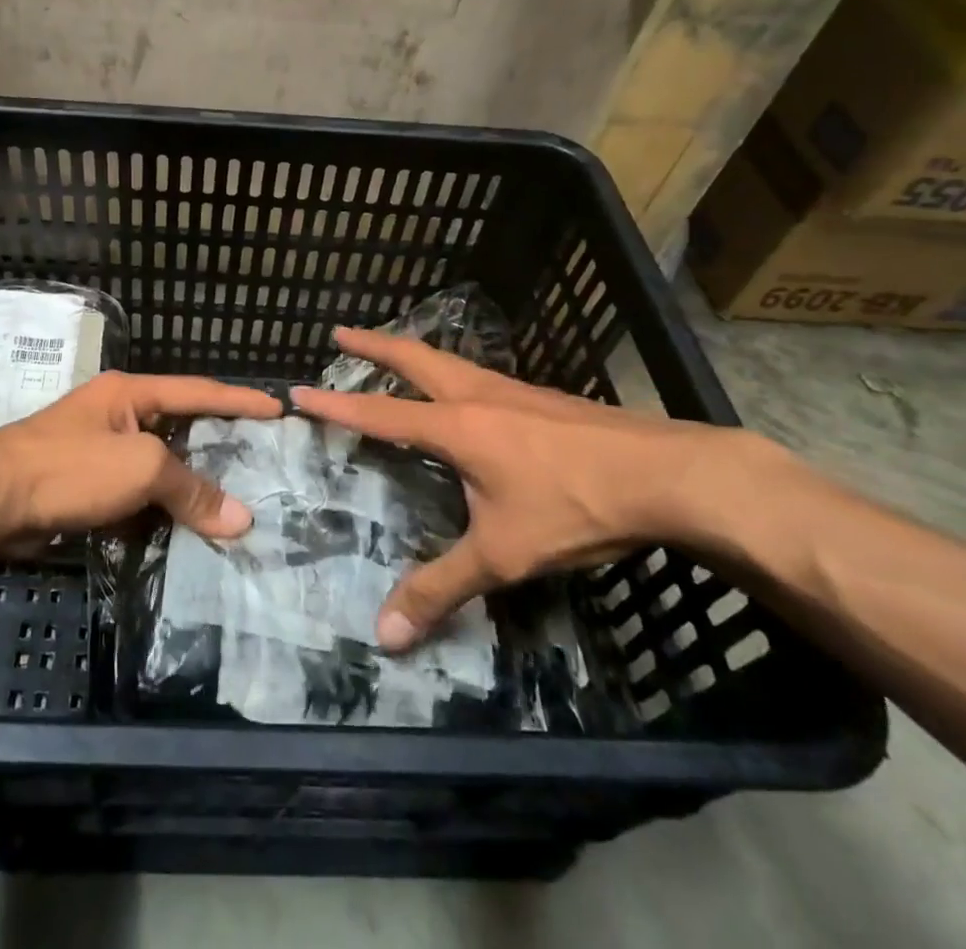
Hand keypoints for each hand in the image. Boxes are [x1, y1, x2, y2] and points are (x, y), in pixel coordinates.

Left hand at [0, 371, 282, 544]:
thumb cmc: (69, 467)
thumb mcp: (139, 468)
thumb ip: (191, 489)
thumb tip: (241, 519)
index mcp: (131, 393)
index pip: (199, 391)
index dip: (241, 400)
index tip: (279, 408)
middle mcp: (118, 413)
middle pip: (180, 428)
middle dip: (218, 445)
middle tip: (263, 461)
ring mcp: (99, 448)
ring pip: (158, 465)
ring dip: (189, 485)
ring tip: (234, 501)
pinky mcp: (85, 484)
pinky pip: (135, 493)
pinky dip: (160, 509)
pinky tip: (185, 528)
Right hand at [292, 327, 778, 650]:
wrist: (666, 474)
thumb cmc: (573, 507)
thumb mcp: (502, 555)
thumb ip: (441, 588)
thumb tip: (384, 635)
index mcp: (456, 426)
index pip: (381, 413)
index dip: (337, 405)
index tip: (299, 390)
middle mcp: (476, 394)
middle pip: (413, 357)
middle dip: (372, 343)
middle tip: (339, 331)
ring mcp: (511, 389)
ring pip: (447, 359)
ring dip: (411, 351)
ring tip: (393, 350)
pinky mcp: (540, 397)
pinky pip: (477, 372)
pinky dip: (448, 367)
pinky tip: (463, 386)